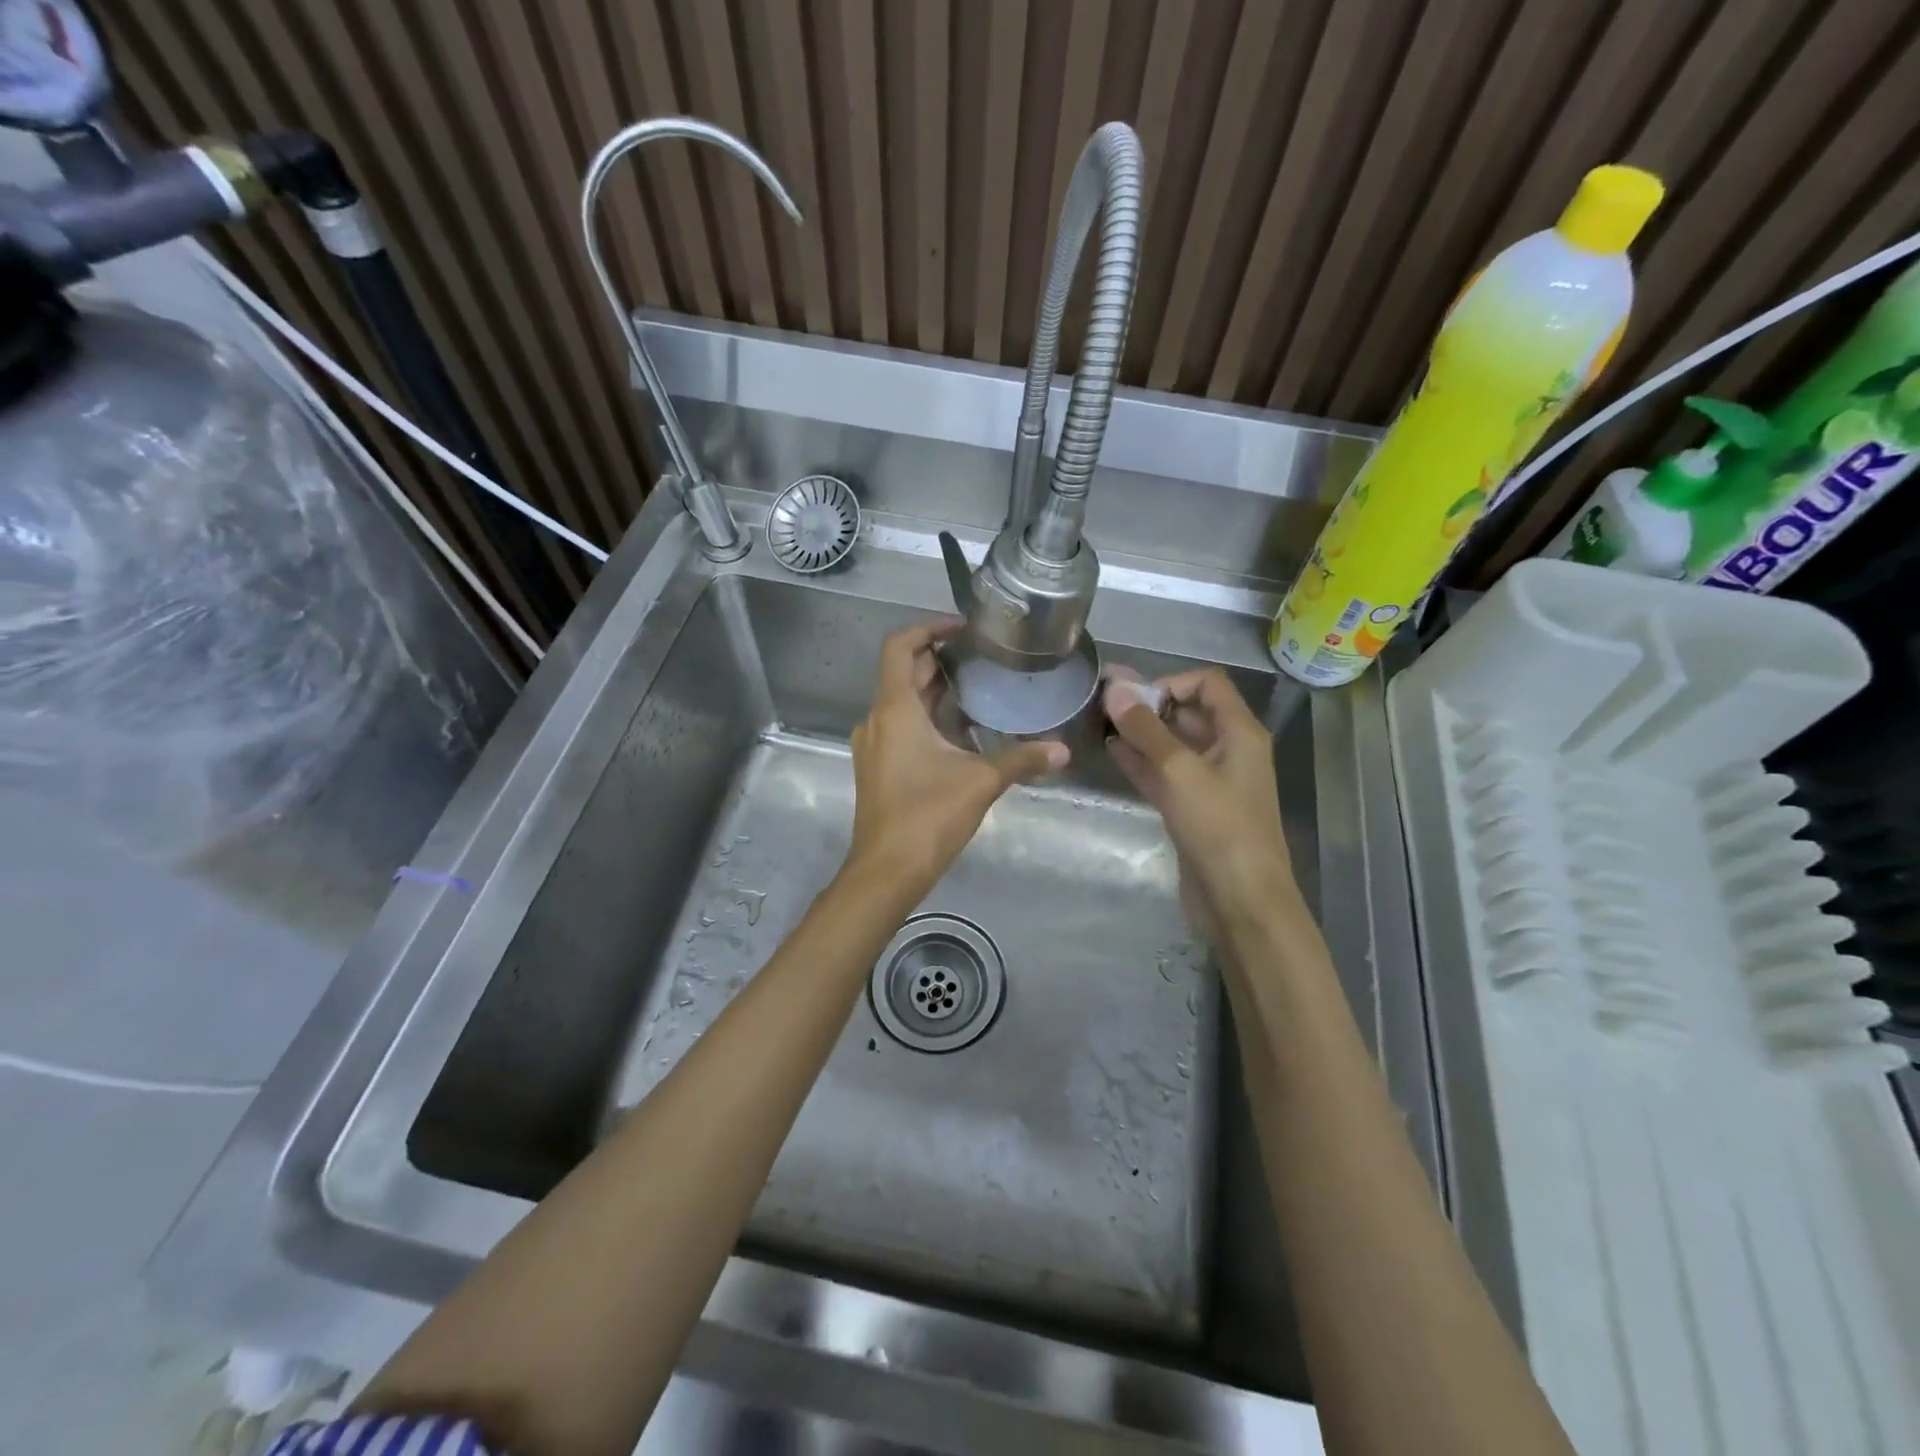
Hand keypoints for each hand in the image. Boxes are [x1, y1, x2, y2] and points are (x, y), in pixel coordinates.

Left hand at [844, 620, 1066, 902]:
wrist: (886, 870)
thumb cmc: (927, 816)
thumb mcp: (981, 782)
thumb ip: (1022, 760)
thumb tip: (1064, 750)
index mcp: (895, 709)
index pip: (899, 646)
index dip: (928, 629)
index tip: (962, 629)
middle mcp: (877, 718)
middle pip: (902, 672)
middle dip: (938, 659)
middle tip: (980, 657)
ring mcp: (874, 744)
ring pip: (901, 701)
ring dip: (933, 689)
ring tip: (976, 688)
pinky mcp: (878, 766)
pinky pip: (900, 725)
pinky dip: (926, 716)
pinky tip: (960, 731)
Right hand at [1103, 667, 1298, 939]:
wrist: (1240, 900)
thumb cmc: (1219, 827)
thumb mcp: (1180, 771)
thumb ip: (1146, 729)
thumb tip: (1116, 689)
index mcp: (1239, 733)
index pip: (1207, 685)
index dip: (1170, 683)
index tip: (1133, 699)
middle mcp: (1227, 751)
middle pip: (1187, 713)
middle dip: (1148, 706)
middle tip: (1103, 704)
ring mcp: (1208, 781)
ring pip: (1171, 745)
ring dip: (1140, 733)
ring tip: (1099, 723)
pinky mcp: (1191, 808)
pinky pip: (1164, 773)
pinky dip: (1140, 761)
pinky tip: (1111, 751)